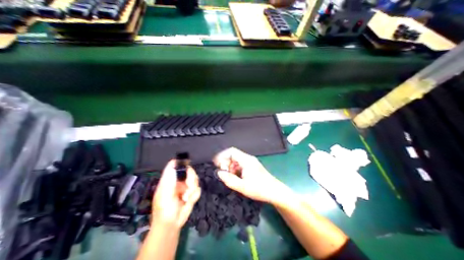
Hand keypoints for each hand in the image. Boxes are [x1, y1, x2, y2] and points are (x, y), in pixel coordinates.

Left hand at [152, 160, 200, 229]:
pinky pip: (198, 189)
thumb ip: (170, 179)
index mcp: (169, 179)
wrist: (171, 225)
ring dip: (192, 189)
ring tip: (186, 198)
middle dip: (191, 178)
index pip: (175, 165)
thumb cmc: (164, 211)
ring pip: (195, 179)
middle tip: (189, 186)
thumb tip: (174, 163)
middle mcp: (178, 180)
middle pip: (189, 170)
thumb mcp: (165, 195)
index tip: (188, 163)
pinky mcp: (192, 193)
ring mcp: (186, 187)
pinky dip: (195, 195)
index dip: (181, 162)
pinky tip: (189, 201)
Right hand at [215, 147, 288, 203]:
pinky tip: (236, 178)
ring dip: (230, 167)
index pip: (231, 151)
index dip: (222, 155)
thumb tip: (219, 173)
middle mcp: (248, 159)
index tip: (217, 164)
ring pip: (236, 160)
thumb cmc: (260, 189)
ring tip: (230, 177)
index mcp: (246, 160)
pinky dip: (235, 169)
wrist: (275, 192)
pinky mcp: (251, 167)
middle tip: (223, 173)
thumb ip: (229, 180)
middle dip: (226, 163)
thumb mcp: (243, 187)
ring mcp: (250, 162)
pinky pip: (240, 165)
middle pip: (233, 155)